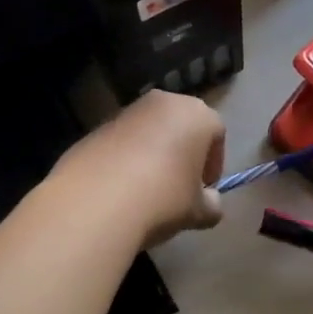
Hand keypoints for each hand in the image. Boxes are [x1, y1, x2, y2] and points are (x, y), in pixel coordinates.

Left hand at [53, 91, 225, 248]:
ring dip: (154, 154)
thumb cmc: (163, 198)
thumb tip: (209, 203)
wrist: (96, 203)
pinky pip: (122, 142)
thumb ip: (212, 204)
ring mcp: (126, 112)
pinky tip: (121, 189)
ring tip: (149, 190)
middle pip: (182, 125)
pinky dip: (126, 159)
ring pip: (150, 132)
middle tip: (180, 186)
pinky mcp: (95, 128)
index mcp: (196, 114)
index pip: (216, 133)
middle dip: (184, 153)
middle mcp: (162, 102)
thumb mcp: (198, 211)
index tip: (205, 189)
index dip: (214, 163)